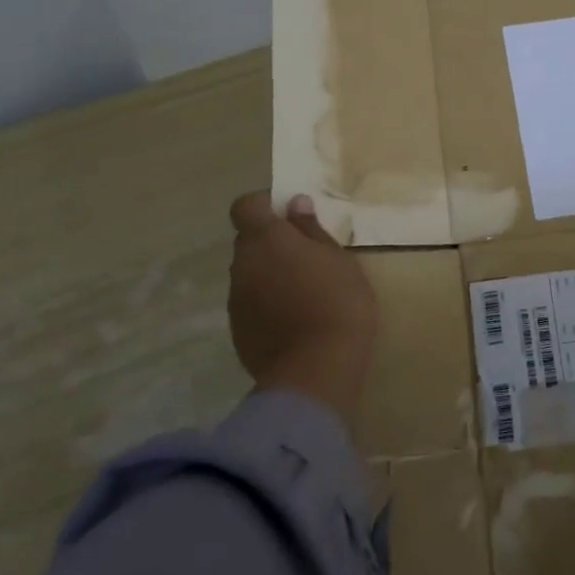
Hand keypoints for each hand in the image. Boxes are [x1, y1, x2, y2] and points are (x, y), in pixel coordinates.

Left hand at [228, 192, 377, 428]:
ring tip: (305, 290)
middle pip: (249, 241)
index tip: (291, 215)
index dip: (264, 205)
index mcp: (265, 239)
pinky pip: (251, 303)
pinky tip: (295, 318)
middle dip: (272, 242)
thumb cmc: (337, 301)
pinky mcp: (238, 331)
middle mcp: (242, 264)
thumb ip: (311, 229)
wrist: (316, 371)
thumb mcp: (337, 258)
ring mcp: (236, 300)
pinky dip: (268, 302)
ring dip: (270, 273)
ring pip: (250, 273)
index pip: (245, 206)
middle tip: (308, 255)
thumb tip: (295, 204)